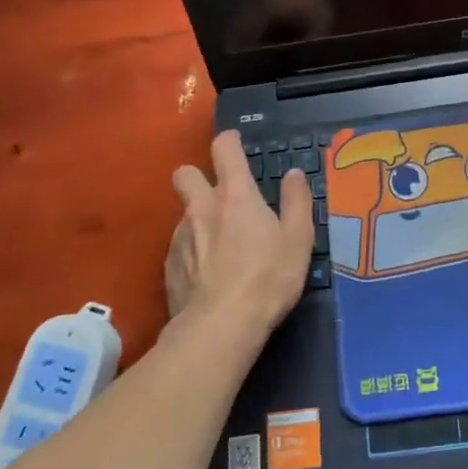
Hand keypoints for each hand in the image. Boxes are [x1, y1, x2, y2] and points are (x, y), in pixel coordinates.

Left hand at [166, 133, 312, 336]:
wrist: (221, 326)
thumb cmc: (268, 276)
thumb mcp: (298, 238)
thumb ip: (296, 200)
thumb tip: (293, 173)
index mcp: (235, 194)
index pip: (224, 149)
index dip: (229, 141)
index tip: (236, 144)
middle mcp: (202, 207)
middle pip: (185, 173)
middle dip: (197, 176)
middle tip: (219, 195)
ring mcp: (180, 236)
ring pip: (184, 213)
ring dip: (198, 219)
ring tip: (220, 245)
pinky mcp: (169, 266)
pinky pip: (179, 247)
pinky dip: (192, 251)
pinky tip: (208, 273)